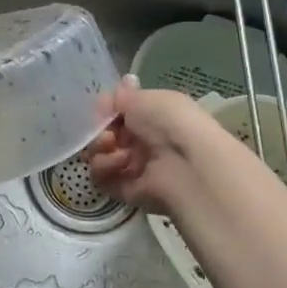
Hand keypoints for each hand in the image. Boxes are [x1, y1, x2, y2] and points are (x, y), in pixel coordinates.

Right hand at [87, 76, 234, 211]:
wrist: (187, 165)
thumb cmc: (168, 123)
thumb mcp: (144, 98)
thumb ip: (120, 97)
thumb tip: (110, 96)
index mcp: (152, 117)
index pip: (118, 114)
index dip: (106, 112)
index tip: (104, 111)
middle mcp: (143, 142)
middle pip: (104, 136)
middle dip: (99, 133)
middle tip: (108, 135)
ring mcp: (135, 168)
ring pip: (99, 157)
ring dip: (101, 150)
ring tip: (118, 151)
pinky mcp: (127, 191)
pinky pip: (101, 179)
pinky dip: (105, 169)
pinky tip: (121, 164)